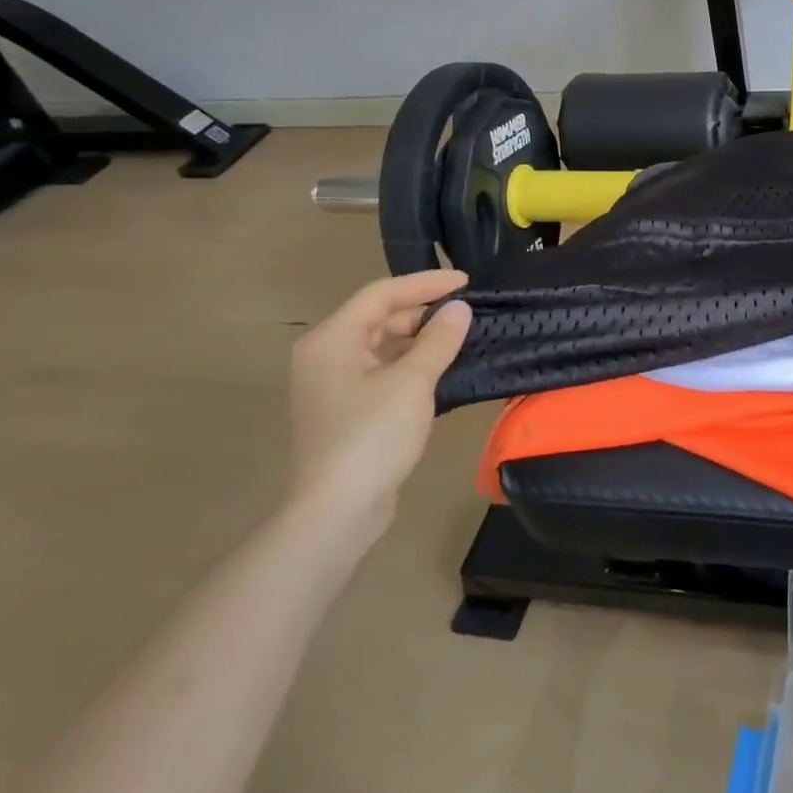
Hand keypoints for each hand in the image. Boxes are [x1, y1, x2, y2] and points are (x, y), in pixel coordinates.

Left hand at [288, 270, 472, 532]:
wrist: (337, 510)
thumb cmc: (372, 436)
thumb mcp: (412, 382)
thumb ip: (438, 340)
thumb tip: (460, 309)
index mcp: (332, 340)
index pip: (381, 294)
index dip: (426, 283)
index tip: (466, 282)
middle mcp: (325, 355)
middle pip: (378, 317)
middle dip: (422, 311)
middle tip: (466, 313)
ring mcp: (333, 385)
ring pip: (381, 346)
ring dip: (419, 339)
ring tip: (460, 338)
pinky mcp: (346, 410)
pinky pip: (381, 371)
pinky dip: (410, 364)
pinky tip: (441, 370)